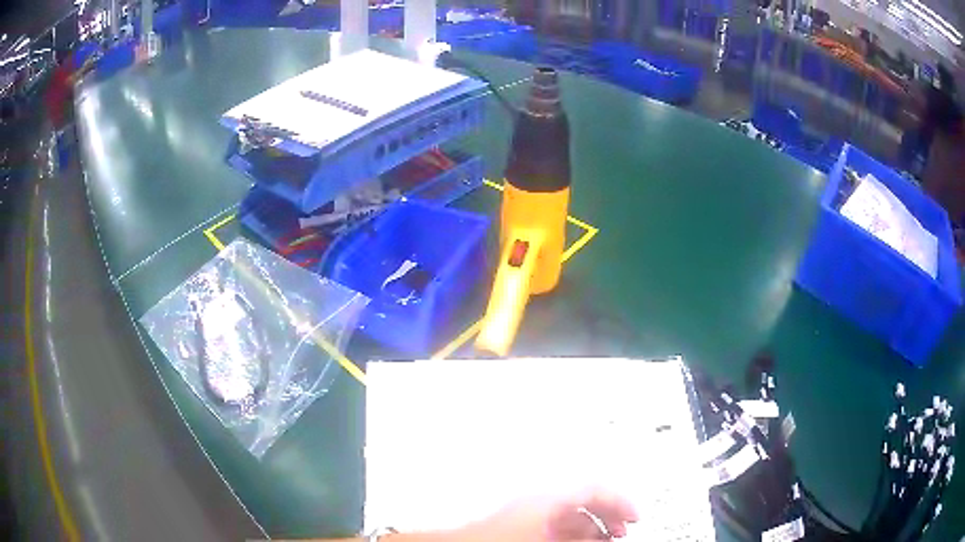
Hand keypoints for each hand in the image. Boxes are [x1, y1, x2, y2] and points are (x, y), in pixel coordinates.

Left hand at [453, 489, 637, 541]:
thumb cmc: (495, 539)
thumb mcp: (550, 539)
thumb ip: (583, 536)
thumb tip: (606, 536)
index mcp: (549, 494)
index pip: (597, 487)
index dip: (622, 500)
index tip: (635, 514)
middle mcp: (540, 494)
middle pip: (587, 495)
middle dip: (610, 512)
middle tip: (625, 528)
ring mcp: (530, 506)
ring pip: (572, 510)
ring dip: (593, 524)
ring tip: (607, 539)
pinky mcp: (522, 517)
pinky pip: (556, 519)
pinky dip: (574, 530)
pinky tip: (580, 541)